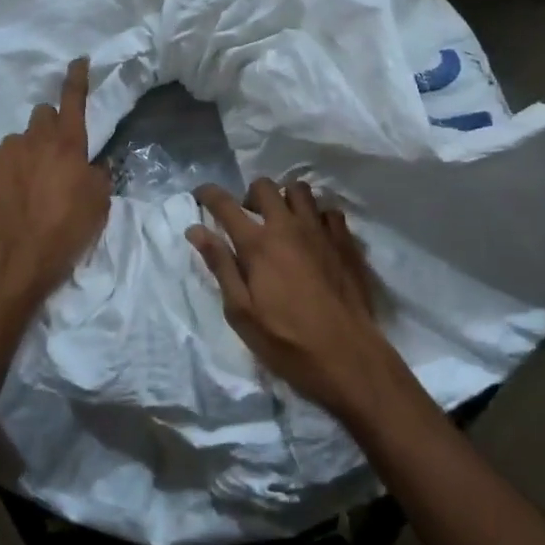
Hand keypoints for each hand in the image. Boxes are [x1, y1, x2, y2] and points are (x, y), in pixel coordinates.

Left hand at [0, 58, 110, 328]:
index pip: (73, 98)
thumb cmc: (66, 232)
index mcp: (68, 143)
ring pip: (17, 141)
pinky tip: (4, 197)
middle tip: (53, 157)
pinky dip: (1, 172)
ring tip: (26, 187)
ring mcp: (2, 152)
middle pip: (42, 114)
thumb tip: (93, 162)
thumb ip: (98, 174)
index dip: (77, 78)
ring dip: (24, 154)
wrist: (15, 262)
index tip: (78, 61)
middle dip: (48, 128)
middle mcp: (33, 138)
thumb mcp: (99, 204)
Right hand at [187, 179, 402, 419]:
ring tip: (282, 221)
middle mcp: (288, 227)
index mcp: (257, 244)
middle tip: (248, 219)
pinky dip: (317, 216)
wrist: (348, 357)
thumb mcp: (241, 312)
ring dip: (285, 199)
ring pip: (300, 190)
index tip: (200, 195)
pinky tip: (314, 235)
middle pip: (264, 186)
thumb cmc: (287, 341)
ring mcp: (320, 231)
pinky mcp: (345, 242)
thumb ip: (220, 266)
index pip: (225, 204)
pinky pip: (329, 211)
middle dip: (249, 195)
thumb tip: (196, 230)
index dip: (208, 194)